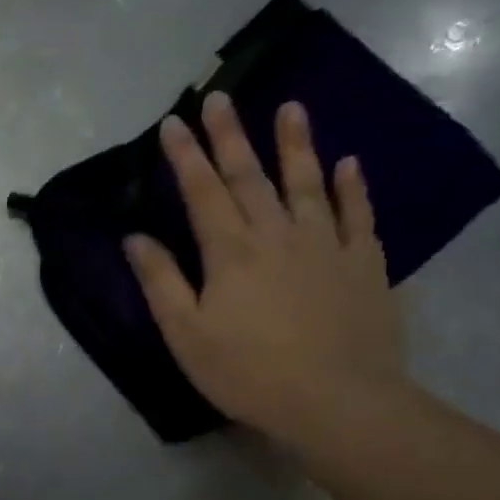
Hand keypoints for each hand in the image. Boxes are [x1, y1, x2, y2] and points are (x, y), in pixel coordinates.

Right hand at [124, 92, 405, 445]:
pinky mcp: (364, 264)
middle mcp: (277, 234)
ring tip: (290, 107)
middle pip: (249, 176)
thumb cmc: (248, 371)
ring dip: (295, 144)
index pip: (201, 191)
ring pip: (306, 183)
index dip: (185, 155)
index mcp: (231, 251)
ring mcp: (326, 245)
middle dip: (230, 135)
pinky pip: (357, 215)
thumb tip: (135, 237)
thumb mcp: (186, 333)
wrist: (337, 402)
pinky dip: (351, 187)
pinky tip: (349, 163)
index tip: (172, 121)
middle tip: (220, 96)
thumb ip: (161, 281)